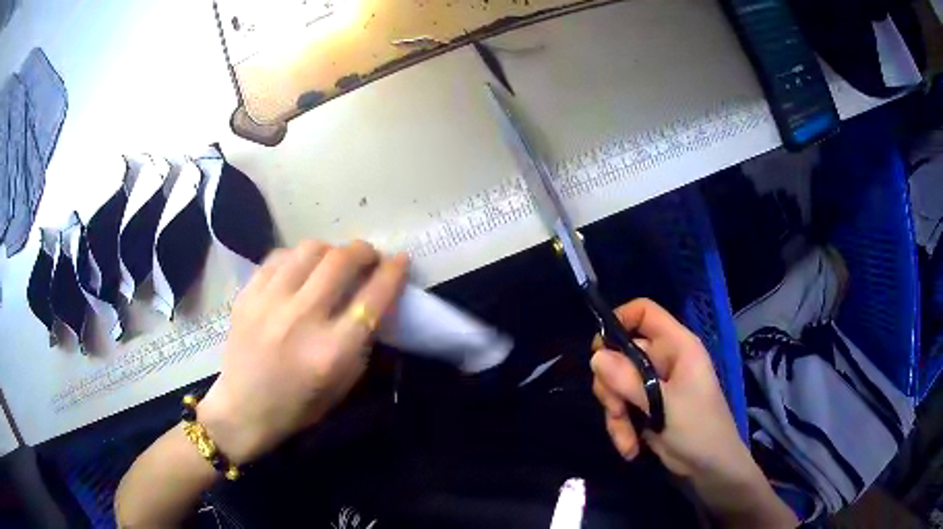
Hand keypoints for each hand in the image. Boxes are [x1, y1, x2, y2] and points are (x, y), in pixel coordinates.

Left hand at [198, 240, 408, 464]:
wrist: (244, 408)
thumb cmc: (299, 405)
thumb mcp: (344, 383)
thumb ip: (362, 340)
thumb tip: (375, 298)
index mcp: (332, 351)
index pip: (373, 297)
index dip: (393, 272)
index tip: (401, 260)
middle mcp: (302, 319)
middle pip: (342, 261)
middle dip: (363, 251)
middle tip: (368, 257)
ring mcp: (269, 302)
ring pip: (310, 249)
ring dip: (331, 250)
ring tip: (332, 262)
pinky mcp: (247, 295)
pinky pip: (279, 256)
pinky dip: (297, 257)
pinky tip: (300, 270)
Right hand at [591, 298, 746, 475]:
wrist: (710, 468)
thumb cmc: (698, 429)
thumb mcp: (664, 405)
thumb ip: (630, 381)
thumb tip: (595, 357)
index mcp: (676, 346)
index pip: (644, 312)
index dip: (619, 320)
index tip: (598, 349)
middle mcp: (663, 359)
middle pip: (621, 353)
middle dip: (612, 386)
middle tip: (616, 410)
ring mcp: (653, 384)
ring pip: (616, 384)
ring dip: (615, 414)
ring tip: (626, 439)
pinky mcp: (646, 407)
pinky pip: (621, 407)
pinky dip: (621, 428)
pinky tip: (630, 448)